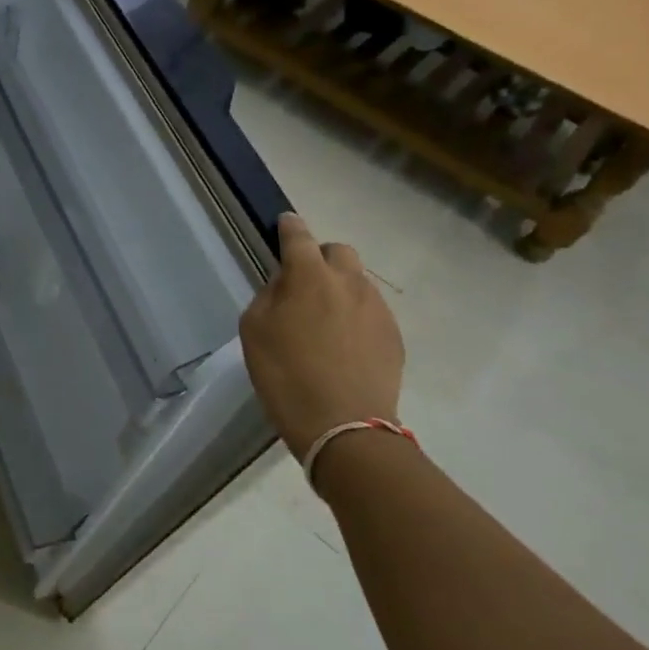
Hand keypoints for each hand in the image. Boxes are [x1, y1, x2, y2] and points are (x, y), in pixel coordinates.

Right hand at [238, 214, 404, 461]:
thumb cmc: (285, 376)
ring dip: (340, 288)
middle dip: (320, 258)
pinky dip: (355, 316)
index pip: (298, 237)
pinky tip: (343, 345)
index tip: (284, 224)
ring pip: (358, 281)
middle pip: (338, 251)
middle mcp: (348, 283)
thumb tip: (285, 285)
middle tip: (304, 284)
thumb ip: (269, 296)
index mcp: (309, 277)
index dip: (289, 227)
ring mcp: (377, 309)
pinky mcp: (394, 336)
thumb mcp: (254, 331)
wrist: (344, 425)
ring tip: (323, 320)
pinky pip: (371, 311)